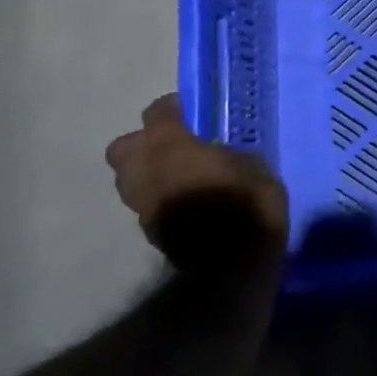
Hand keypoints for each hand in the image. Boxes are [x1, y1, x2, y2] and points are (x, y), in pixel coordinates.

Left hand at [107, 96, 289, 273]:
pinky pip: (146, 202)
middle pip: (124, 146)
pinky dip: (159, 196)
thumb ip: (225, 152)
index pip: (156, 112)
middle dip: (144, 142)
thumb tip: (218, 153)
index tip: (191, 111)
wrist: (231, 267)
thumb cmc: (246, 203)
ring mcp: (143, 203)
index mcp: (170, 146)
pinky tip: (185, 199)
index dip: (172, 108)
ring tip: (180, 173)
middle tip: (175, 144)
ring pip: (129, 178)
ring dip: (147, 172)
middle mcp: (146, 170)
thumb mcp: (252, 165)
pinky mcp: (148, 231)